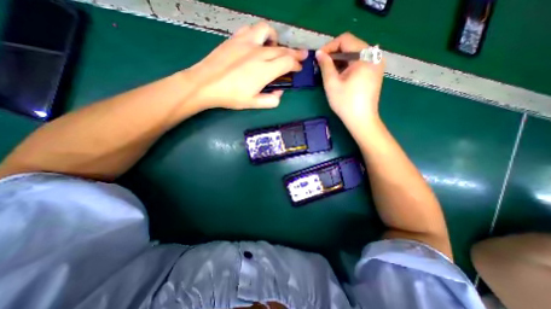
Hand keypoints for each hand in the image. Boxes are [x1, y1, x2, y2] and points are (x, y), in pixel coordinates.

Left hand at [184, 22, 304, 110]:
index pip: (287, 63)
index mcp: (265, 70)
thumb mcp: (253, 104)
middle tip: (301, 56)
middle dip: (295, 53)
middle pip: (282, 49)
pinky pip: (252, 30)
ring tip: (276, 47)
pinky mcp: (236, 38)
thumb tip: (279, 93)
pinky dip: (260, 34)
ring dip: (277, 40)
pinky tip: (258, 43)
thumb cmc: (231, 96)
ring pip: (268, 33)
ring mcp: (247, 43)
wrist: (206, 84)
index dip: (296, 65)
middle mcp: (259, 53)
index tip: (299, 68)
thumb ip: (271, 100)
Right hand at [317, 32, 383, 132]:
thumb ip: (325, 65)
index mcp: (365, 56)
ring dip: (340, 61)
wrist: (361, 120)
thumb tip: (319, 53)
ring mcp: (376, 64)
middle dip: (334, 54)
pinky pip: (359, 62)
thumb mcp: (332, 84)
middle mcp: (374, 56)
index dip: (329, 47)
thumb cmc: (345, 103)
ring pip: (355, 54)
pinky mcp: (374, 72)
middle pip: (351, 45)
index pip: (345, 39)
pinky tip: (340, 76)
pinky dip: (348, 66)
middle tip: (322, 66)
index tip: (318, 58)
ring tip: (329, 72)